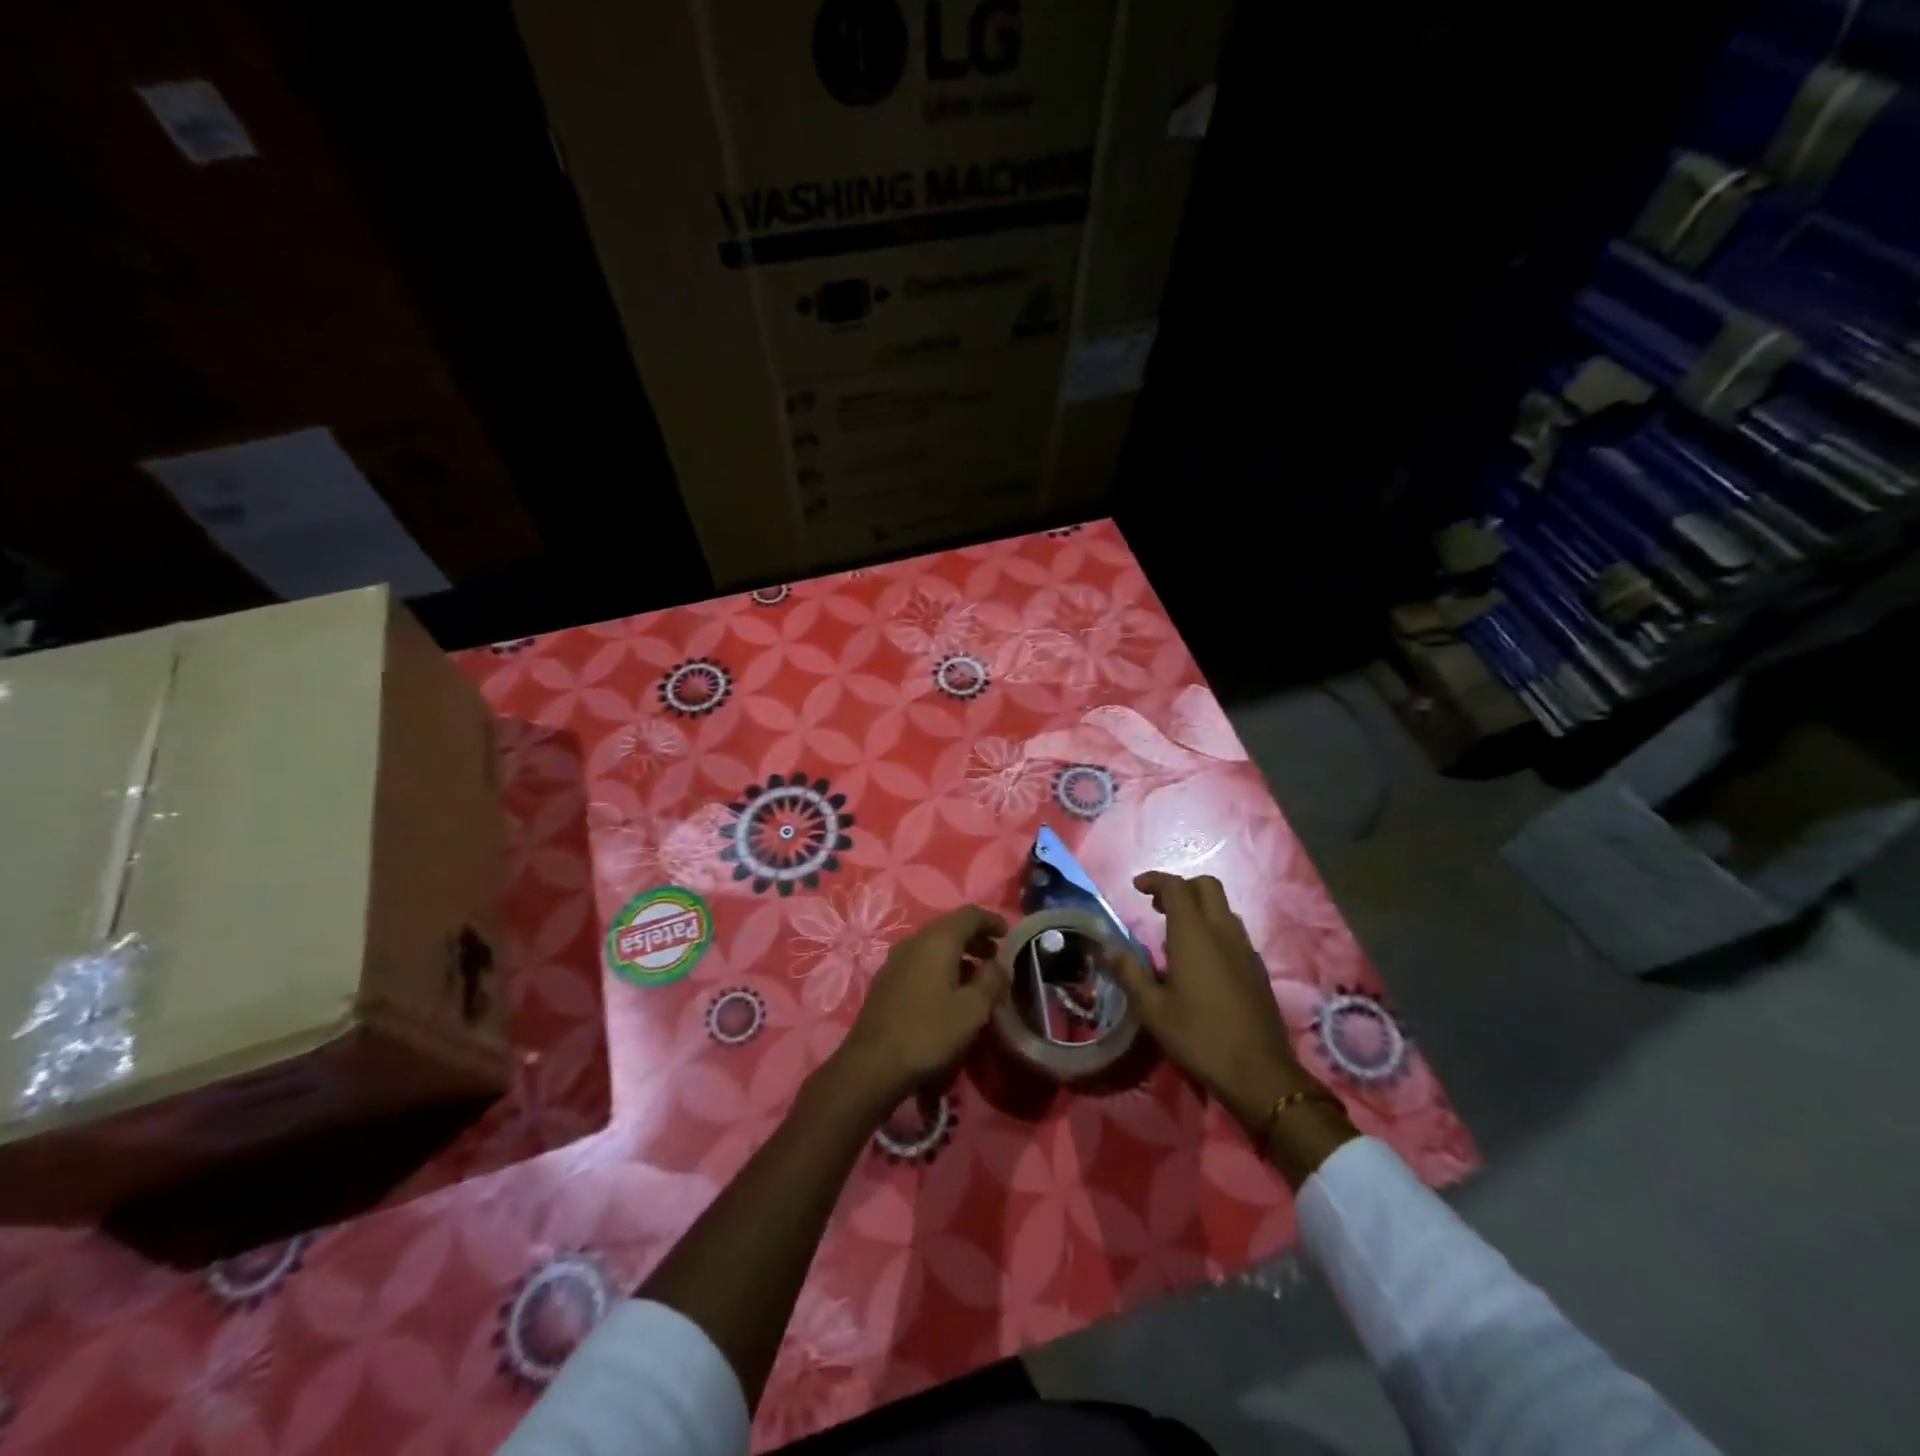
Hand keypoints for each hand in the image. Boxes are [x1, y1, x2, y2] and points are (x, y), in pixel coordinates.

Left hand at [835, 905, 1009, 1111]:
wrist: (872, 1064)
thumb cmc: (929, 1032)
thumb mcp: (973, 1009)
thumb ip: (992, 980)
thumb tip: (997, 965)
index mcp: (937, 940)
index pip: (969, 914)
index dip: (991, 920)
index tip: (1008, 934)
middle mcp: (914, 941)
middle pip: (950, 928)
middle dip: (975, 938)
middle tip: (994, 958)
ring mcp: (895, 960)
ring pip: (933, 946)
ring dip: (958, 955)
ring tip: (976, 979)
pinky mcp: (886, 981)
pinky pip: (920, 962)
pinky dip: (940, 967)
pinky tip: (948, 993)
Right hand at [1110, 872, 1323, 1137]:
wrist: (1259, 1072)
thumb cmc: (1198, 1037)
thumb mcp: (1153, 1009)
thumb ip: (1130, 973)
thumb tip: (1109, 949)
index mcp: (1194, 934)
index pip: (1176, 887)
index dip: (1155, 880)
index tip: (1137, 887)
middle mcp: (1223, 932)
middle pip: (1207, 887)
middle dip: (1181, 887)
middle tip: (1157, 906)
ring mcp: (1245, 949)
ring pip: (1224, 909)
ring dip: (1199, 908)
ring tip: (1174, 933)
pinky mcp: (1258, 968)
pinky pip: (1234, 933)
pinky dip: (1214, 930)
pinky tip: (1201, 961)